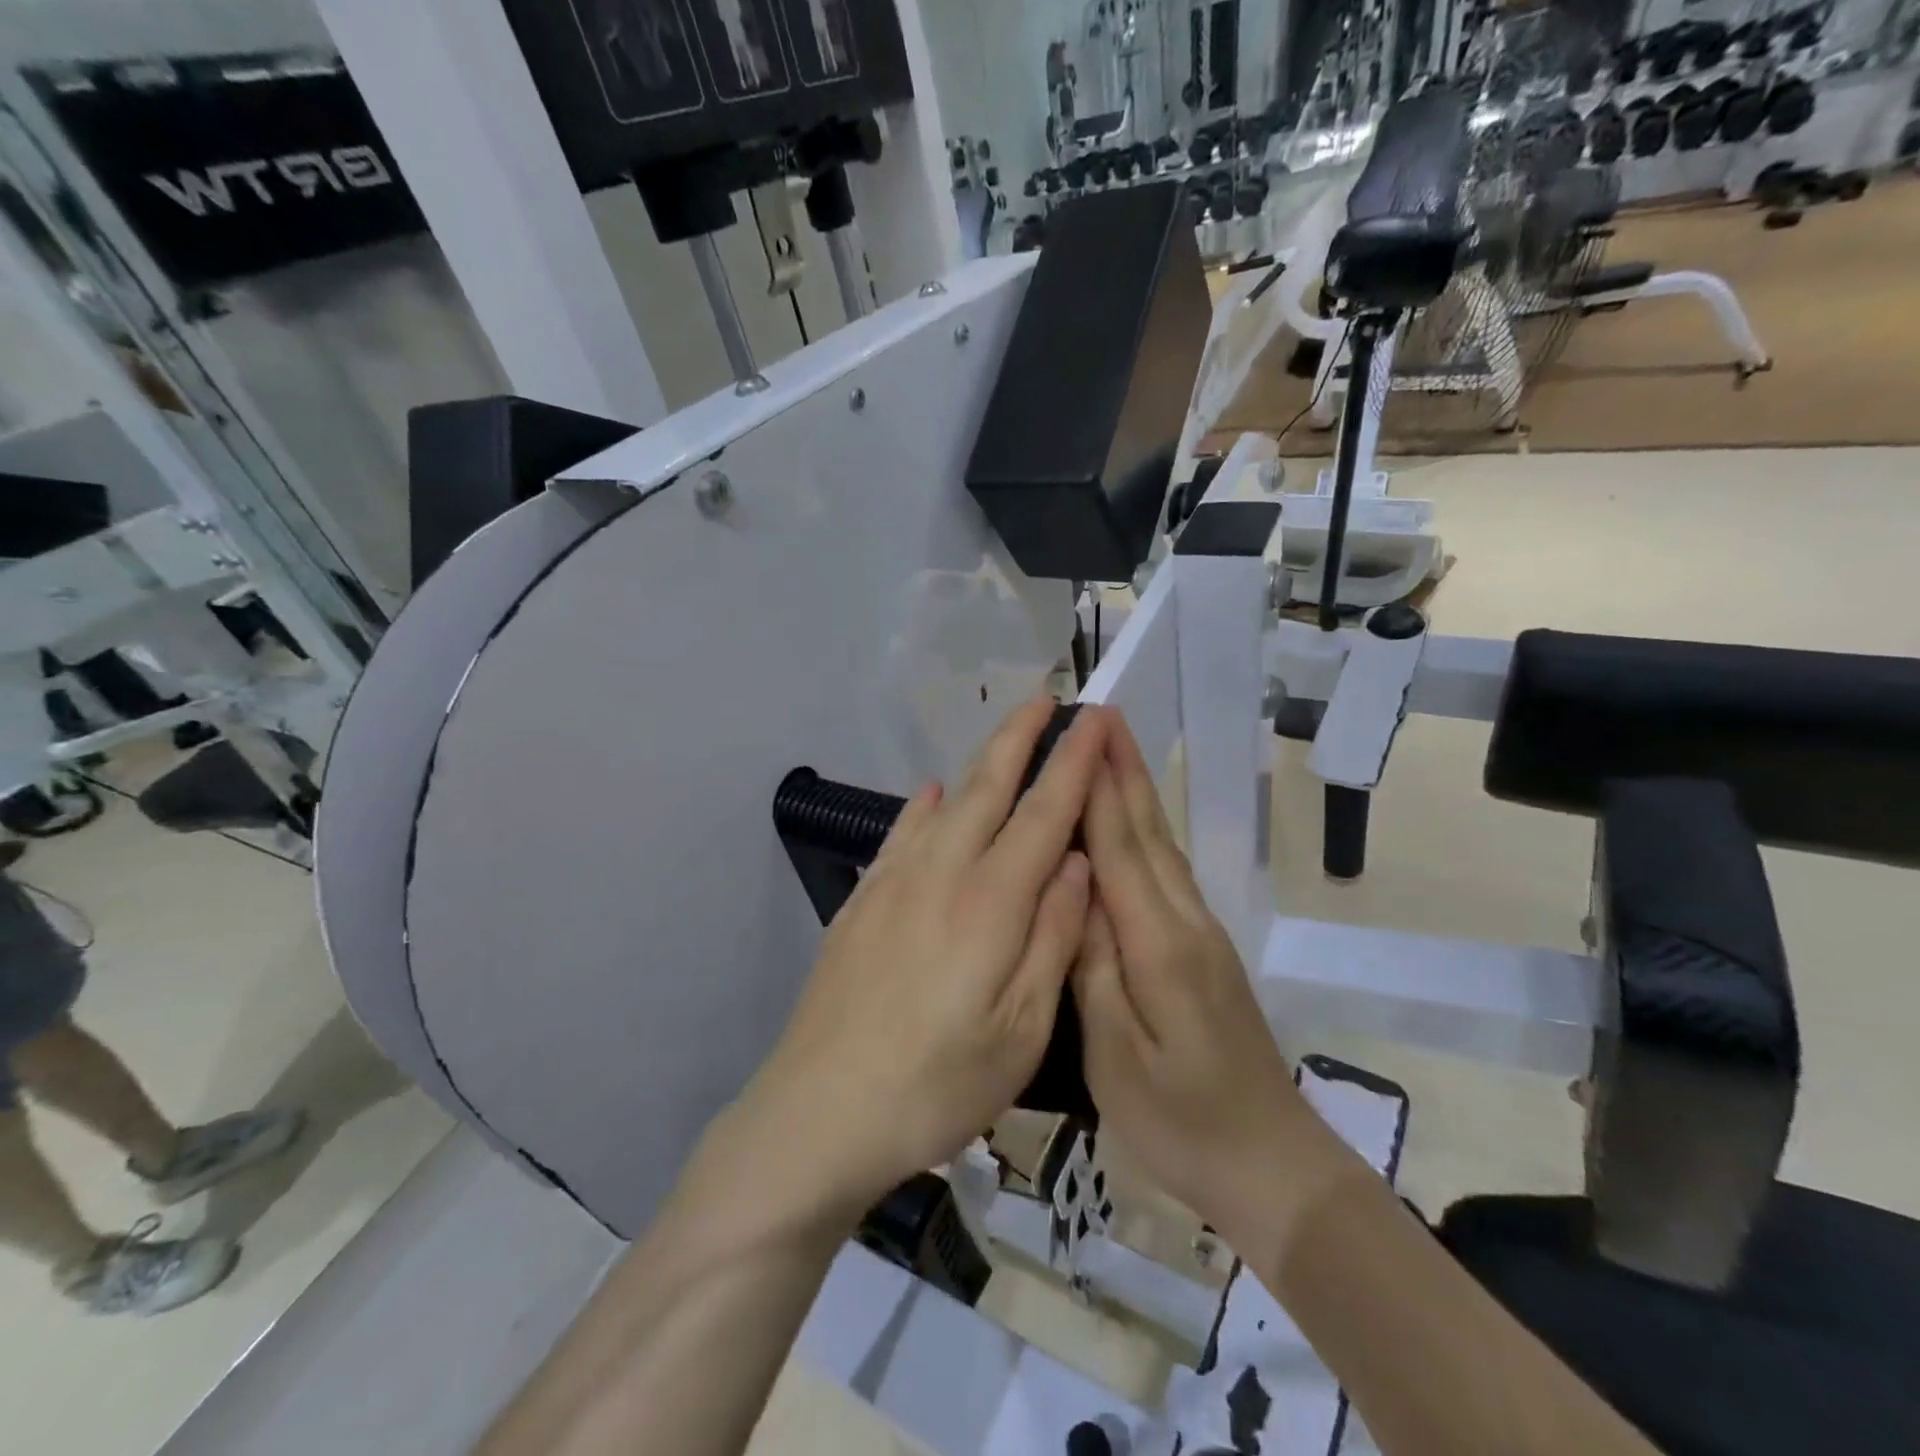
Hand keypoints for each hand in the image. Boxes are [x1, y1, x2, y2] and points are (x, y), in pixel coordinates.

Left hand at [728, 700, 1109, 1222]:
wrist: (820, 1112)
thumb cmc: (937, 1084)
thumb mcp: (1022, 1028)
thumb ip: (1053, 934)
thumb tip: (1077, 860)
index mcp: (991, 902)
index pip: (1044, 812)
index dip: (1072, 762)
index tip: (1092, 719)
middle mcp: (941, 873)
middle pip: (989, 788)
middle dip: (1021, 738)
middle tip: (1047, 699)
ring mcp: (893, 883)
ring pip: (946, 803)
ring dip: (981, 763)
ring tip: (1004, 737)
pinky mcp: (861, 903)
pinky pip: (901, 834)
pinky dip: (924, 806)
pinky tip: (933, 793)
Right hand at [1073, 719, 1342, 1249]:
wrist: (1271, 1166)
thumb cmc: (1181, 1121)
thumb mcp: (1116, 1056)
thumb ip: (1093, 968)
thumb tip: (1075, 893)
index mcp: (1158, 945)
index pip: (1119, 848)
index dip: (1099, 787)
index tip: (1084, 732)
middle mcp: (1185, 923)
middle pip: (1150, 832)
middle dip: (1124, 770)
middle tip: (1102, 715)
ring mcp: (1201, 935)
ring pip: (1164, 848)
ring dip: (1138, 793)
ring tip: (1112, 752)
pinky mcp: (1205, 951)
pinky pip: (1169, 874)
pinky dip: (1148, 833)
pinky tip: (1134, 824)